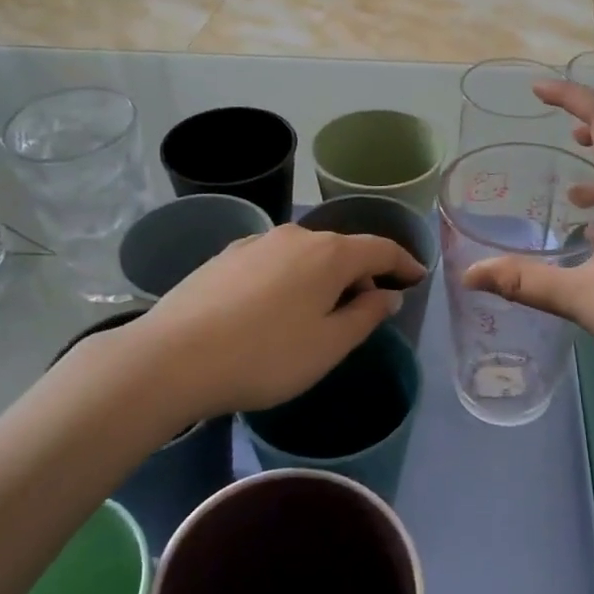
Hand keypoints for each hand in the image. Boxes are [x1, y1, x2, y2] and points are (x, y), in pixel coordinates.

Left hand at [114, 224, 424, 421]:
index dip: (404, 262)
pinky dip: (291, 277)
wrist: (174, 357)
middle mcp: (295, 236)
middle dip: (362, 273)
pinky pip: (274, 261)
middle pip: (342, 249)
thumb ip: (366, 316)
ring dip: (324, 276)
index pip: (380, 249)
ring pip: (305, 254)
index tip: (419, 276)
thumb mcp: (329, 345)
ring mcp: (256, 242)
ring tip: (321, 310)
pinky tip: (277, 306)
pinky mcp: (226, 256)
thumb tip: (388, 294)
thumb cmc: (266, 356)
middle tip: (369, 307)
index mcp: (329, 254)